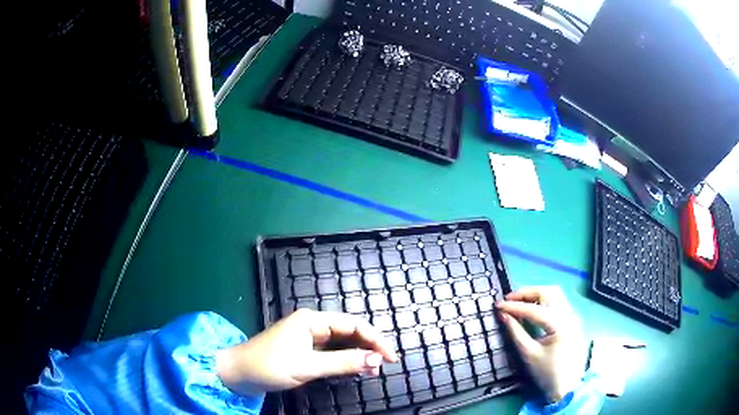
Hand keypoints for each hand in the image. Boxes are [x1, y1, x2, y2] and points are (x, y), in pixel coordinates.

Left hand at [216, 309, 397, 395]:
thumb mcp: (309, 366)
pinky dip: (345, 361)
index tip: (391, 357)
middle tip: (384, 366)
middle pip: (349, 331)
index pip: (353, 324)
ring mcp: (307, 337)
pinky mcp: (304, 350)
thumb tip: (376, 360)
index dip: (375, 339)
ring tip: (373, 370)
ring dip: (358, 355)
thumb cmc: (270, 366)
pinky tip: (354, 369)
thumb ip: (343, 363)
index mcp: (312, 320)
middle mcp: (312, 324)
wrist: (239, 373)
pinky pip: (332, 352)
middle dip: (369, 347)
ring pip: (342, 343)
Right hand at [496, 286, 585, 402]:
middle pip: (549, 292)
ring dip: (536, 294)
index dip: (514, 306)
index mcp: (560, 325)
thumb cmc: (547, 373)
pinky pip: (558, 302)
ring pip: (555, 294)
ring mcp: (573, 316)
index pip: (534, 309)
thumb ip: (516, 333)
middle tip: (510, 299)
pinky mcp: (572, 320)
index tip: (498, 305)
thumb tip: (504, 316)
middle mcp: (569, 315)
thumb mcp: (529, 354)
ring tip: (520, 303)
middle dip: (527, 293)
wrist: (567, 387)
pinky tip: (533, 309)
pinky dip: (544, 301)